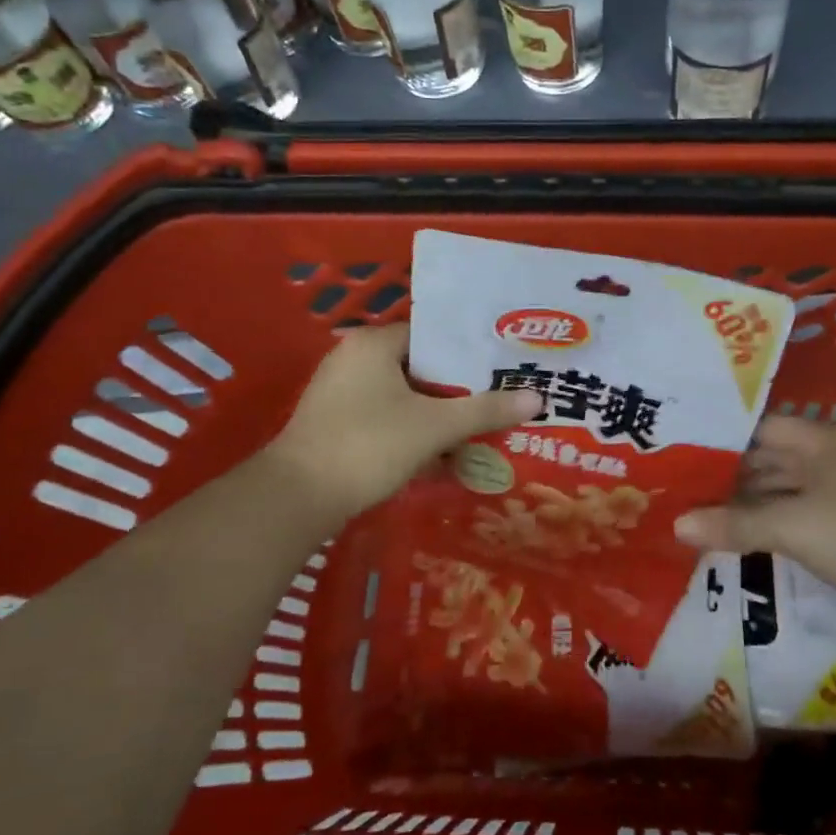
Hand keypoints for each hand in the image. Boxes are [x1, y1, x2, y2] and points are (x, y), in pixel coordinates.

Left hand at [263, 324, 541, 525]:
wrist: (297, 499)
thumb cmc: (368, 445)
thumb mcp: (435, 426)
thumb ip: (485, 410)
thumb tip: (538, 398)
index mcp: (374, 343)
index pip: (433, 335)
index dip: (470, 352)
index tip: (502, 368)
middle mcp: (354, 359)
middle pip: (421, 367)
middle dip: (459, 388)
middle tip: (499, 399)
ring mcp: (341, 393)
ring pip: (405, 395)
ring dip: (438, 414)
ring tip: (480, 428)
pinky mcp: (336, 424)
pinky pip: (387, 417)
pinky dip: (415, 430)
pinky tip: (444, 453)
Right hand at [674, 415, 835, 611]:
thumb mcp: (795, 527)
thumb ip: (735, 525)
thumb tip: (676, 524)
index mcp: (819, 440)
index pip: (758, 429)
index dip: (721, 442)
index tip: (682, 458)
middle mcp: (833, 456)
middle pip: (771, 460)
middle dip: (730, 478)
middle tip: (683, 494)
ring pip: (788, 489)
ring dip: (753, 505)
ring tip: (707, 519)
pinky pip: (805, 514)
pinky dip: (777, 524)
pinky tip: (751, 540)